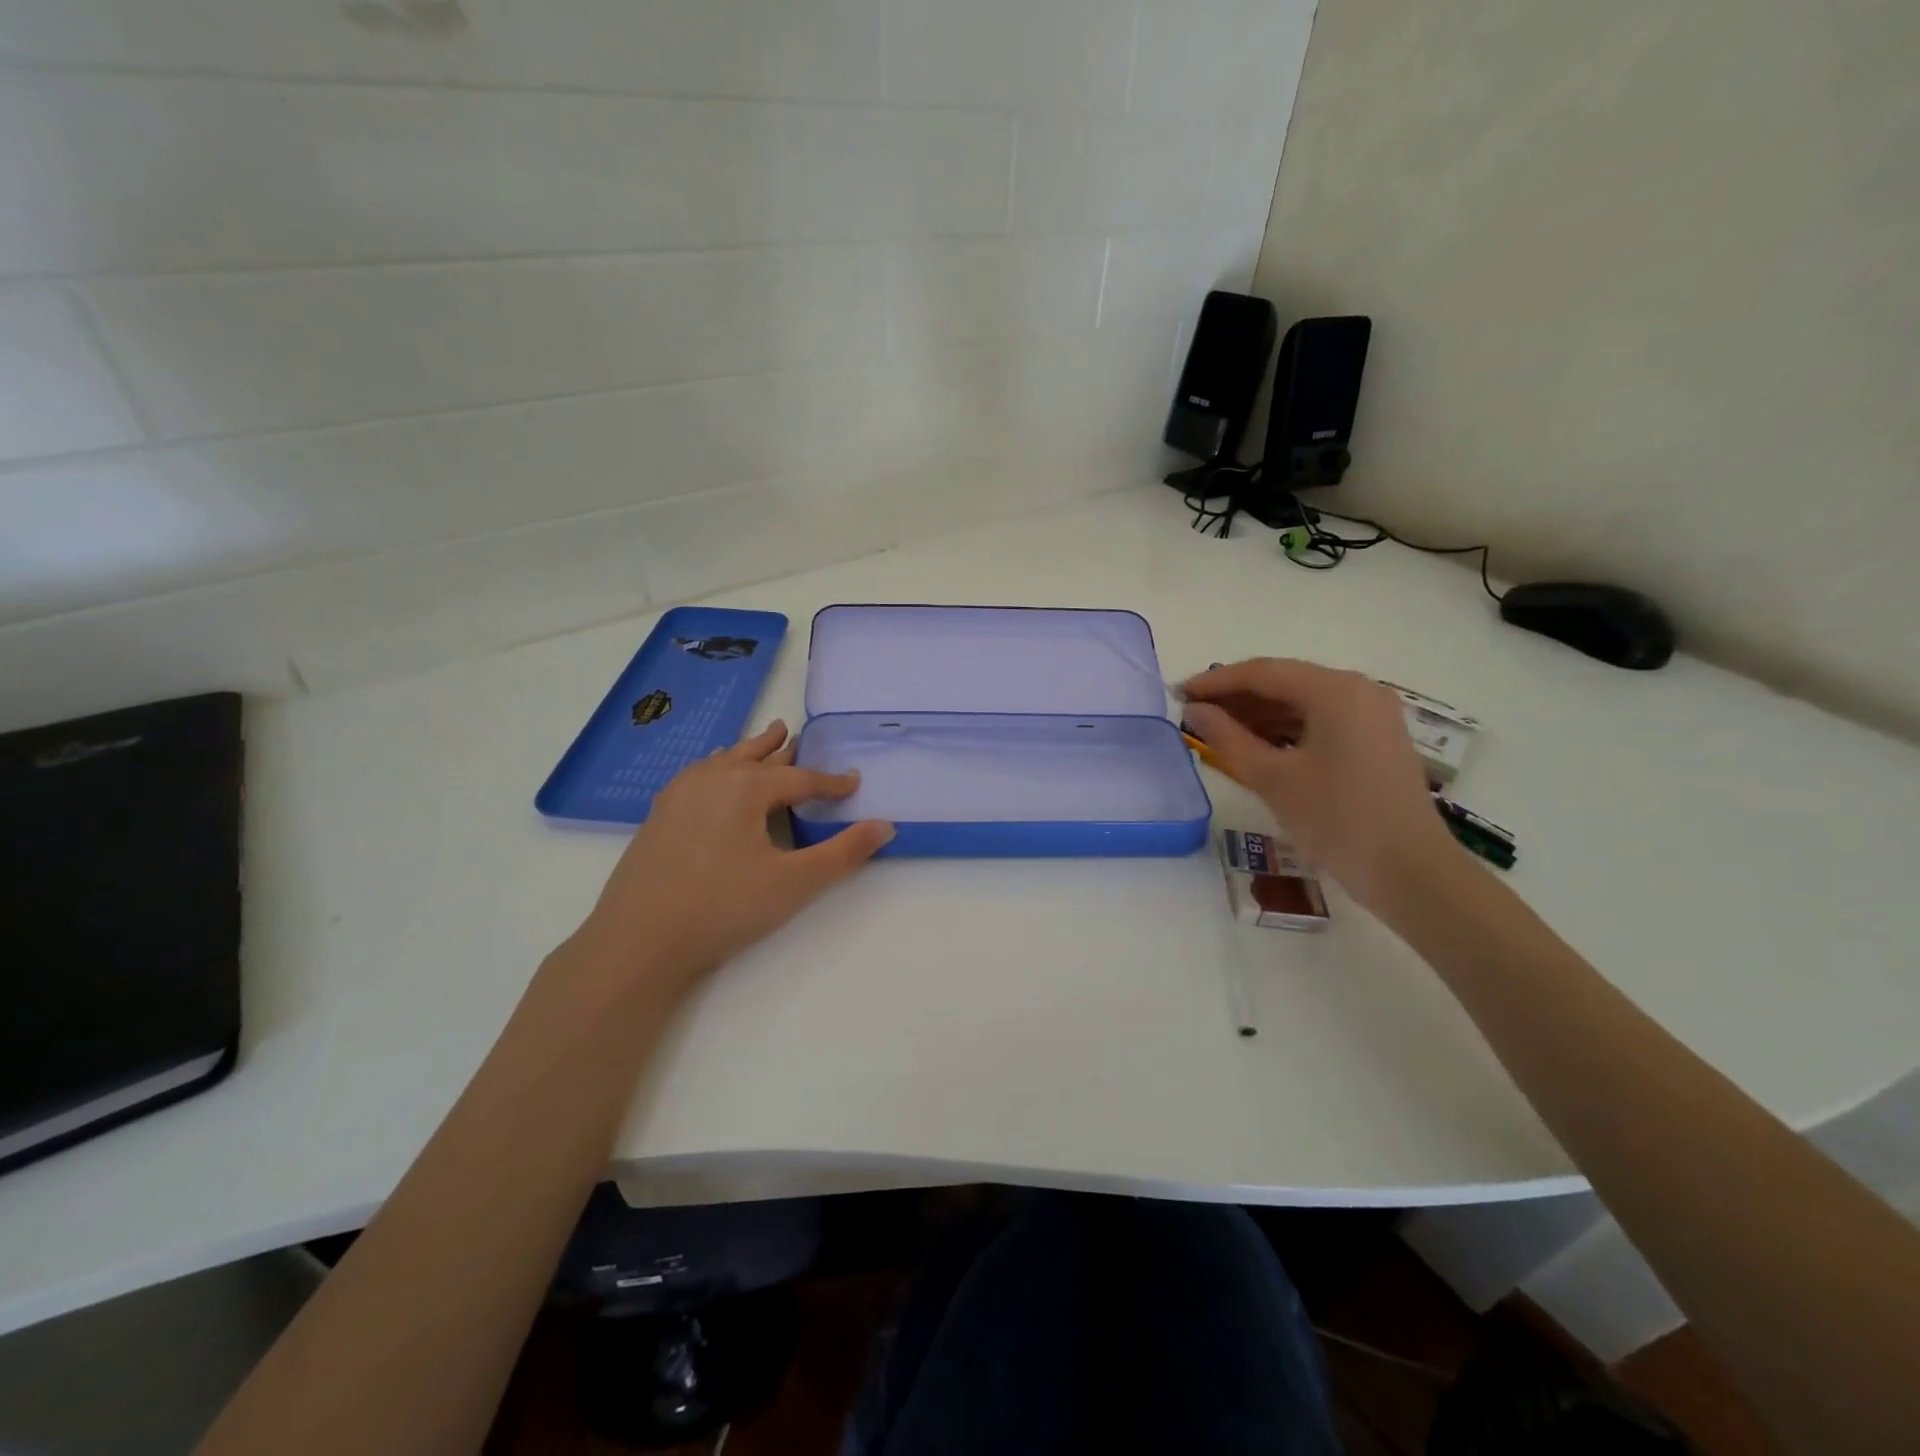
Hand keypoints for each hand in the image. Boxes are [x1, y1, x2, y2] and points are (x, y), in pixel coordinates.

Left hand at [560, 721, 892, 1000]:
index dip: (831, 783)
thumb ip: (844, 852)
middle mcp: (713, 778)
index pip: (801, 779)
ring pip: (726, 760)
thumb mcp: (794, 883)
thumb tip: (886, 826)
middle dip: (784, 750)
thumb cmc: (723, 908)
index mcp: (747, 787)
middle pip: (758, 756)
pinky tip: (715, 776)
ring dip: (751, 750)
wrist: (638, 940)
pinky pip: (701, 774)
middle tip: (800, 735)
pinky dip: (720, 766)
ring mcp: (680, 793)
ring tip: (766, 738)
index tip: (854, 783)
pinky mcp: (660, 813)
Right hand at [1182, 659, 1460, 908]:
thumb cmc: (1336, 820)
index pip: (1262, 673)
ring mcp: (1372, 713)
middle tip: (1193, 714)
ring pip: (1301, 701)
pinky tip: (1255, 745)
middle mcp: (1358, 689)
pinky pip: (1320, 719)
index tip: (1178, 695)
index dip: (1215, 682)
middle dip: (1236, 697)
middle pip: (1284, 682)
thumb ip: (1227, 737)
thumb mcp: (1272, 778)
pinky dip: (1285, 728)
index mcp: (1335, 690)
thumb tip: (1195, 712)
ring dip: (1258, 713)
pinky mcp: (1376, 738)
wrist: (1410, 872)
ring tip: (1216, 731)